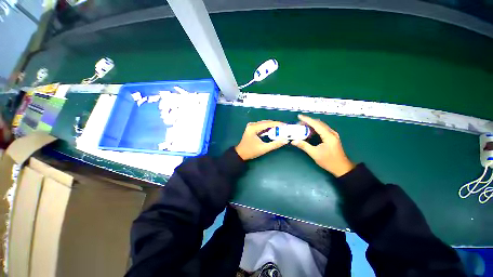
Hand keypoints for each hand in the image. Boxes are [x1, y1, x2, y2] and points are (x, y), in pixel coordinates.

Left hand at [235, 120, 288, 160]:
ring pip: (264, 124)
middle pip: (266, 122)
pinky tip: (273, 131)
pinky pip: (261, 126)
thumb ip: (275, 144)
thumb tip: (285, 140)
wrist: (240, 154)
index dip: (277, 124)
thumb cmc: (251, 151)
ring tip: (280, 129)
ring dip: (272, 126)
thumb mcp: (264, 148)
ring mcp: (251, 126)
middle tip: (284, 128)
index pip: (267, 123)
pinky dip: (267, 128)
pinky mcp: (252, 129)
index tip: (285, 125)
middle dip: (275, 125)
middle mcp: (252, 125)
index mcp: (253, 128)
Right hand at [292, 114, 354, 176]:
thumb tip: (293, 141)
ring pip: (321, 125)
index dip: (307, 119)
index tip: (299, 116)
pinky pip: (323, 129)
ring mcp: (333, 134)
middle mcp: (331, 133)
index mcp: (328, 136)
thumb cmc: (328, 161)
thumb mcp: (314, 154)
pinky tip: (309, 130)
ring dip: (312, 124)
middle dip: (308, 121)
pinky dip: (315, 128)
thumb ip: (304, 146)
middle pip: (319, 123)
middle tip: (299, 123)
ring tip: (302, 125)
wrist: (341, 167)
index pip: (316, 124)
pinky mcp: (332, 137)